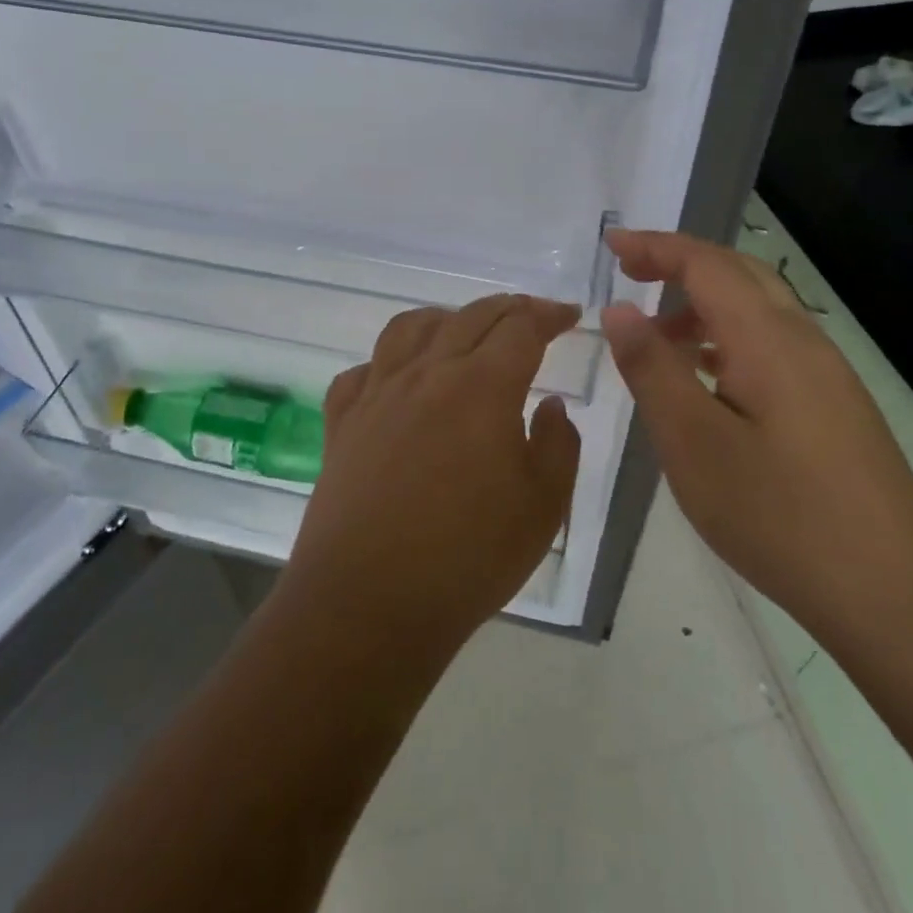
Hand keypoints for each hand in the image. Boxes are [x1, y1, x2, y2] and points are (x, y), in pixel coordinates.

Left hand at [284, 295, 582, 656]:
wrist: (368, 603)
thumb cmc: (468, 558)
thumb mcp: (544, 506)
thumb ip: (559, 444)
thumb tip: (550, 405)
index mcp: (482, 386)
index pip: (521, 327)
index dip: (549, 314)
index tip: (569, 315)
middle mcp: (427, 373)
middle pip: (470, 317)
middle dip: (507, 309)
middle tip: (530, 318)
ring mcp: (378, 394)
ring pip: (410, 328)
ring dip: (446, 318)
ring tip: (463, 331)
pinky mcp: (343, 422)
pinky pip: (363, 370)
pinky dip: (387, 361)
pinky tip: (399, 380)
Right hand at [600, 230, 912, 652]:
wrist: (895, 592)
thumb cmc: (780, 515)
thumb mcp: (694, 443)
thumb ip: (653, 370)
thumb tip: (621, 310)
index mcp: (767, 338)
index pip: (705, 264)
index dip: (656, 246)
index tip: (611, 242)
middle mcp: (802, 340)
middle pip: (738, 274)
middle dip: (680, 264)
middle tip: (630, 274)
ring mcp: (826, 373)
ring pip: (758, 311)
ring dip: (703, 306)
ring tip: (657, 337)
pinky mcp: (834, 405)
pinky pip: (772, 345)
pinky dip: (727, 340)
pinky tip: (708, 382)